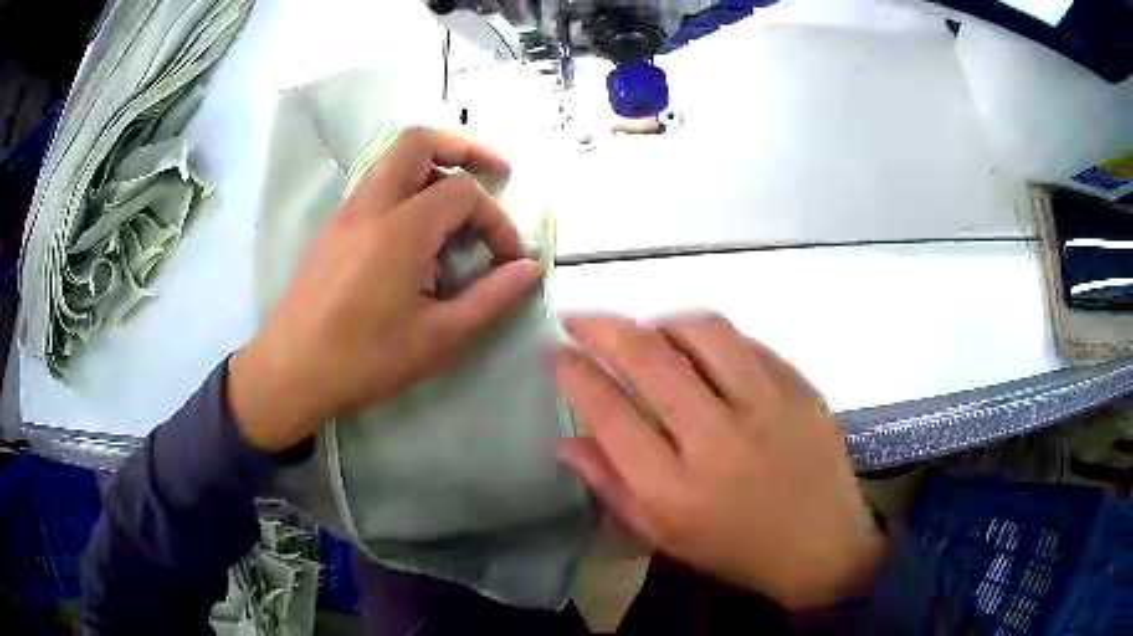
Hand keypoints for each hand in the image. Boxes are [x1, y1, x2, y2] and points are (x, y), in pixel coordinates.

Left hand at [228, 128, 541, 451]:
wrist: (289, 373)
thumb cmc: (363, 361)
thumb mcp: (438, 339)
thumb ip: (490, 299)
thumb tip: (529, 268)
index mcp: (400, 231)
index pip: (462, 193)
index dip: (496, 219)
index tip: (508, 257)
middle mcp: (371, 206)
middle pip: (418, 142)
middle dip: (463, 147)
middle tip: (494, 170)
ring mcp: (346, 212)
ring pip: (393, 159)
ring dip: (433, 165)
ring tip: (459, 202)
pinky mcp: (333, 227)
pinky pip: (376, 185)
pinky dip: (407, 187)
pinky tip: (418, 232)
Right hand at [555, 314, 881, 609]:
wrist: (822, 548)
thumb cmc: (735, 551)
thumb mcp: (662, 536)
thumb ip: (611, 487)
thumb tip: (565, 440)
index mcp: (675, 490)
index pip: (609, 413)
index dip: (573, 373)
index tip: (556, 353)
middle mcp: (719, 440)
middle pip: (649, 360)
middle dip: (601, 328)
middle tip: (580, 320)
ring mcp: (768, 408)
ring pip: (702, 333)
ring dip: (660, 322)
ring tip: (645, 331)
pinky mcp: (801, 390)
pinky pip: (747, 344)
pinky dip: (712, 339)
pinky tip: (702, 350)